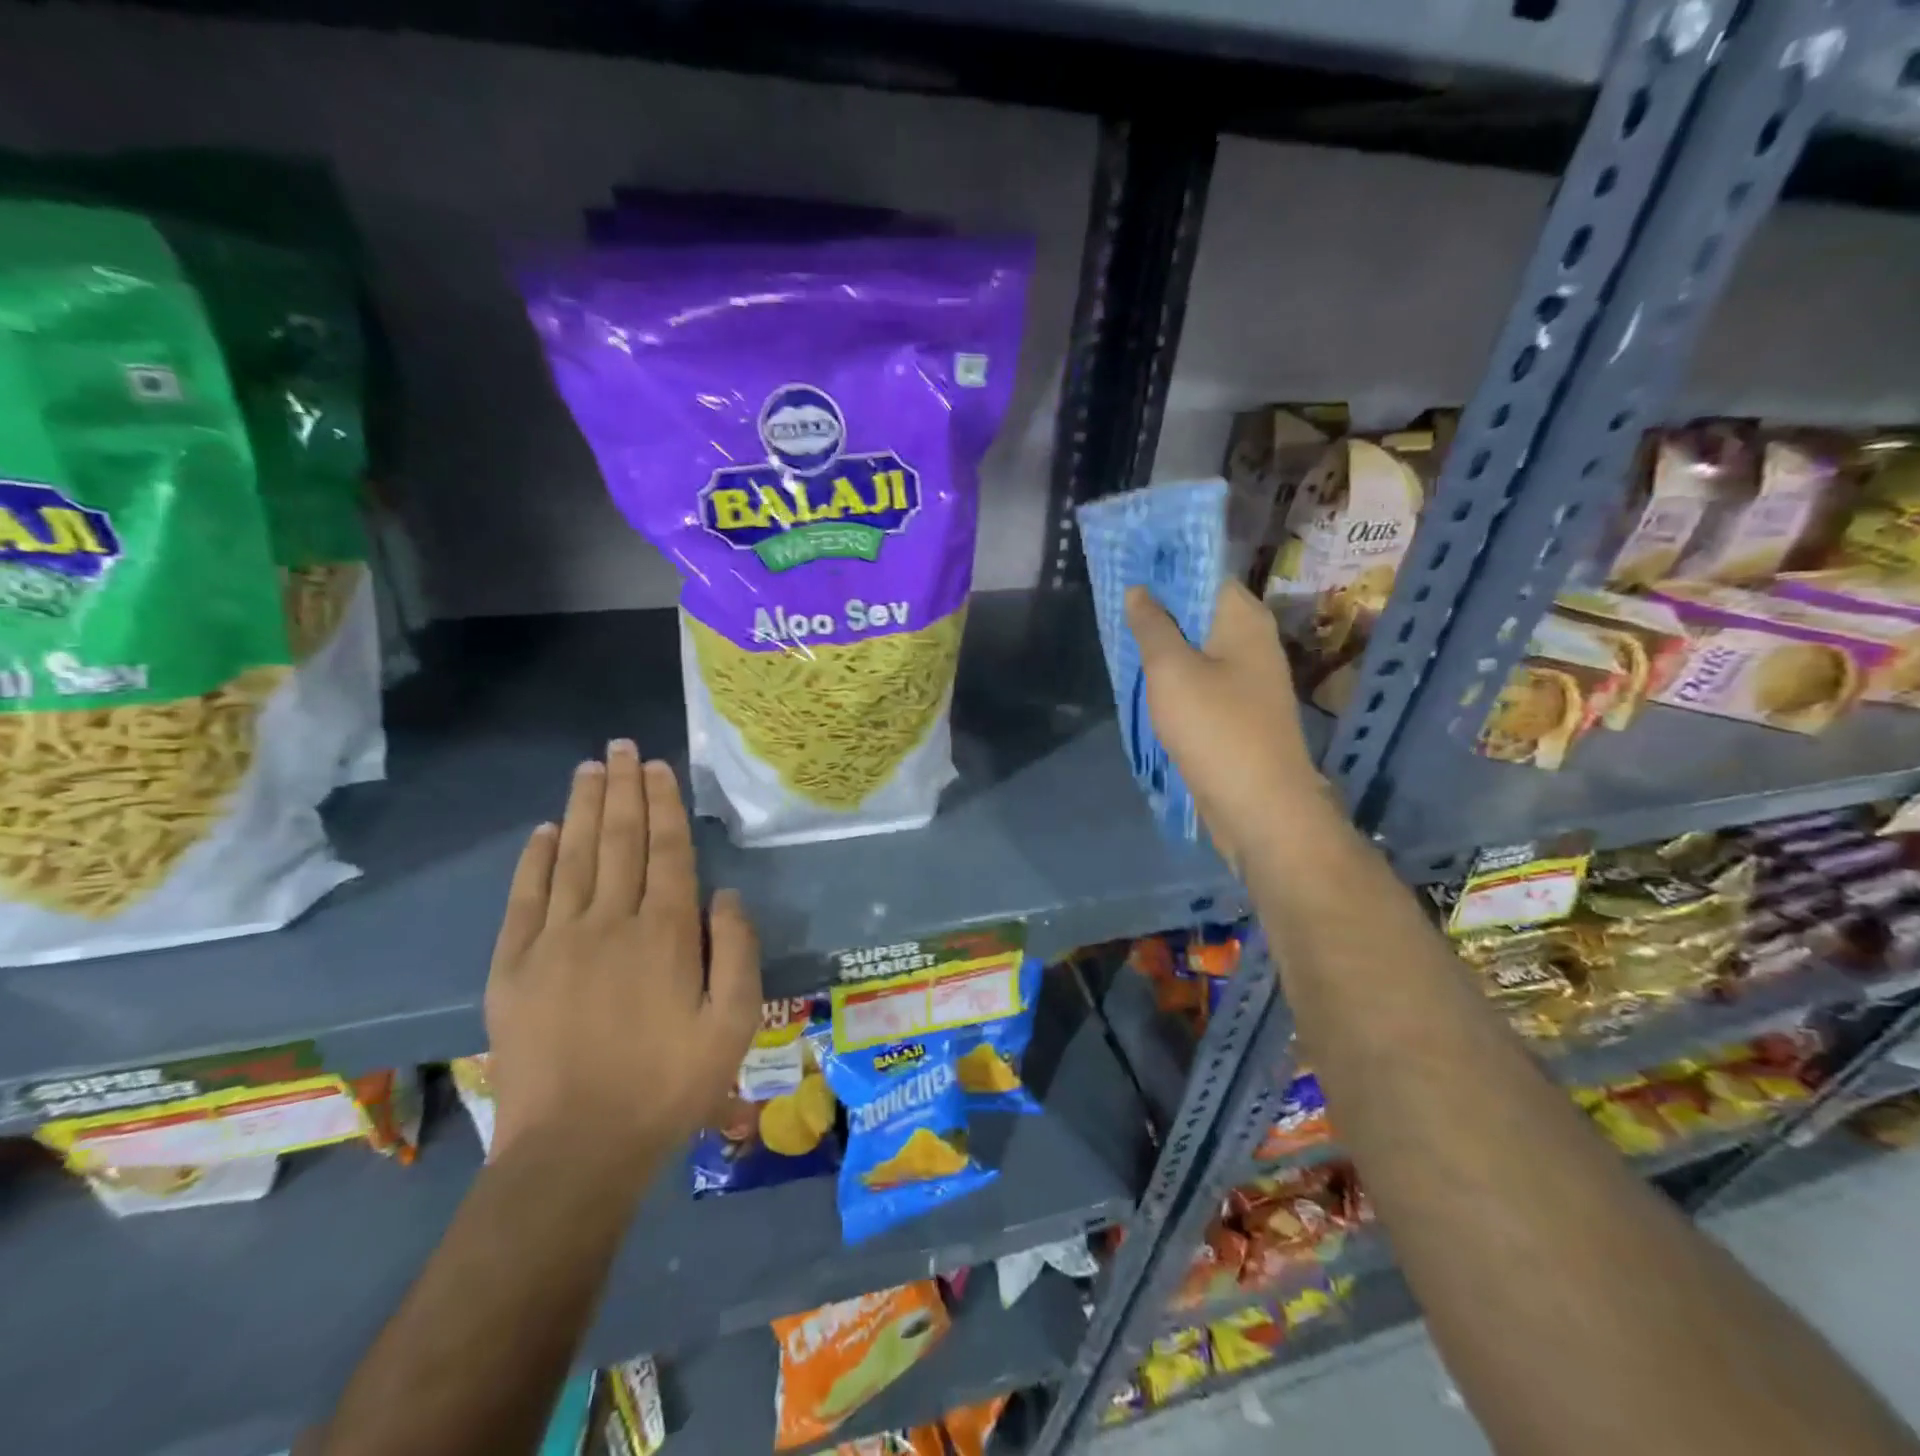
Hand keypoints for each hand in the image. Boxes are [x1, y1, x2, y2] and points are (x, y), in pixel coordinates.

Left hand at [484, 740, 760, 1167]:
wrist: (575, 1149)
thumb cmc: (668, 1086)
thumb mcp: (732, 1024)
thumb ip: (738, 952)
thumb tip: (726, 894)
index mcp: (666, 933)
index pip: (666, 850)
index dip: (663, 804)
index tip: (658, 767)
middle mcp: (611, 922)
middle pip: (618, 840)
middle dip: (623, 789)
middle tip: (622, 747)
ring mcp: (556, 941)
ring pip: (572, 857)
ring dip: (581, 808)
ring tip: (589, 768)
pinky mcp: (513, 968)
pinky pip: (524, 899)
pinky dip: (533, 861)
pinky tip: (543, 832)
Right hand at [1126, 580, 1335, 867]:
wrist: (1260, 806)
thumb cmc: (1216, 728)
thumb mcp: (1172, 671)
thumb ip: (1152, 626)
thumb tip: (1140, 590)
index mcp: (1243, 619)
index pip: (1205, 573)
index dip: (1166, 567)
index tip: (1127, 566)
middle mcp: (1252, 640)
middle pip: (1201, 609)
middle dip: (1159, 606)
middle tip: (1114, 603)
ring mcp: (1248, 678)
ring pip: (1198, 646)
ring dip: (1164, 643)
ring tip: (1121, 636)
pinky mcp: (1239, 710)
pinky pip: (1202, 678)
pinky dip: (1174, 674)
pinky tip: (1145, 679)